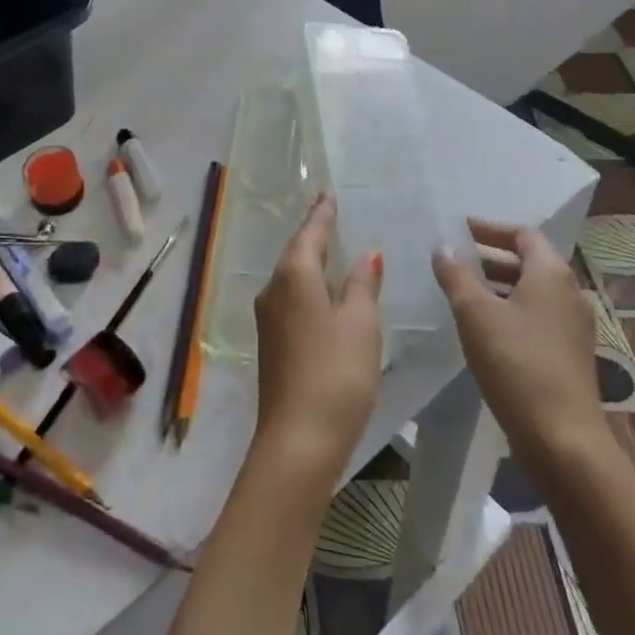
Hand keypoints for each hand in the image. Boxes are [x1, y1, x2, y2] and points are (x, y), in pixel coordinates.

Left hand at [252, 194, 382, 487]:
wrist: (298, 439)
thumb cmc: (336, 373)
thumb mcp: (360, 323)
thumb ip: (362, 284)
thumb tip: (366, 255)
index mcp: (294, 276)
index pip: (310, 233)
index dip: (322, 214)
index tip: (328, 195)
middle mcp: (273, 290)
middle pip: (296, 253)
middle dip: (314, 234)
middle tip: (332, 215)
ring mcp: (268, 318)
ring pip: (292, 277)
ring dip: (311, 261)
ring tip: (333, 249)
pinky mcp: (272, 343)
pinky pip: (292, 299)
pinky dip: (309, 286)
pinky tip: (324, 293)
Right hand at [432, 221, 606, 473]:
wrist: (562, 438)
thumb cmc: (516, 363)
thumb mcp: (475, 314)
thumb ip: (456, 275)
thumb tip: (444, 247)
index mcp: (551, 274)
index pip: (523, 235)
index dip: (490, 229)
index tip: (459, 230)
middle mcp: (570, 293)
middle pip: (530, 261)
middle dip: (491, 257)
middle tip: (455, 259)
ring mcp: (574, 326)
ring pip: (532, 291)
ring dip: (499, 284)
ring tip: (462, 290)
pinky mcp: (570, 354)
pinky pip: (537, 316)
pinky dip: (510, 309)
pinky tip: (483, 327)